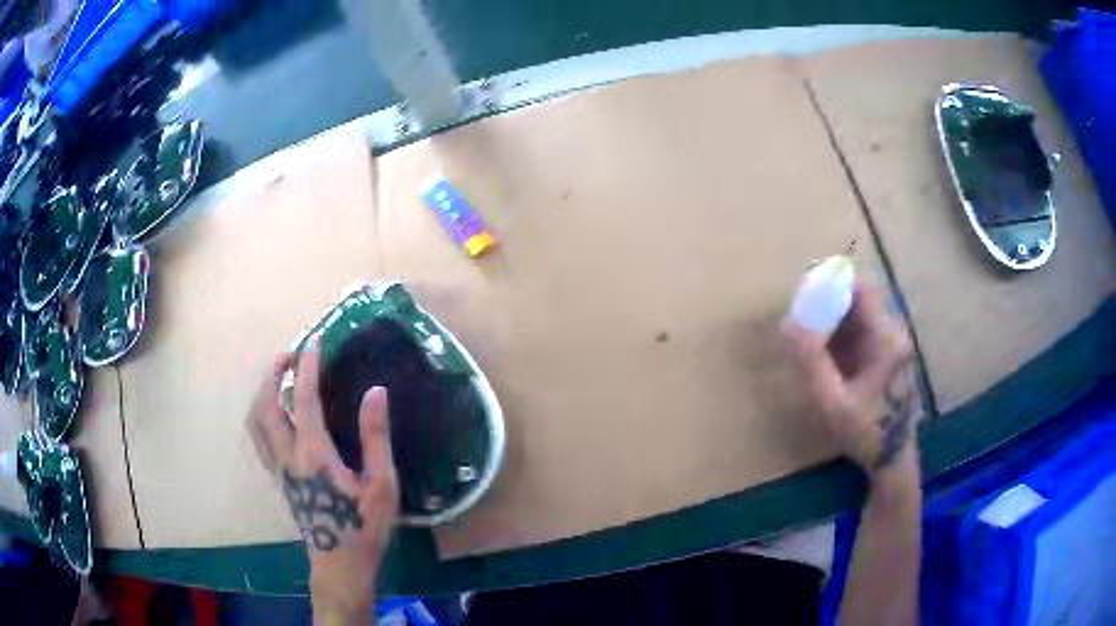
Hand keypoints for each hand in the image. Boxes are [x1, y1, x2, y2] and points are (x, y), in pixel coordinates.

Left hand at [248, 347, 398, 620]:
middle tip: (292, 356)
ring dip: (264, 392)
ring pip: (256, 421)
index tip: (314, 341)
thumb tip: (375, 391)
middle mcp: (288, 456)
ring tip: (281, 378)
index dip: (307, 367)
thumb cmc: (364, 527)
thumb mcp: (381, 485)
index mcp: (313, 454)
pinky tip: (280, 414)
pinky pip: (260, 436)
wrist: (340, 565)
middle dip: (273, 374)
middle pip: (265, 405)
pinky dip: (264, 413)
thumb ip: (376, 436)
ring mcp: (279, 468)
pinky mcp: (280, 478)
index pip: (302, 399)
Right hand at [782, 281, 918, 484]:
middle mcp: (893, 332)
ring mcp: (892, 342)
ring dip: (831, 317)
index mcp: (886, 338)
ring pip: (858, 313)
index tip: (803, 287)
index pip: (861, 289)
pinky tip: (821, 350)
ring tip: (804, 333)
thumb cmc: (865, 431)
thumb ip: (813, 361)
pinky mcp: (886, 353)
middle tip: (798, 315)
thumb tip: (790, 323)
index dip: (833, 281)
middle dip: (827, 300)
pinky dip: (839, 333)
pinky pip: (860, 330)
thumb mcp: (833, 401)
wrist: (892, 458)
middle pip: (859, 298)